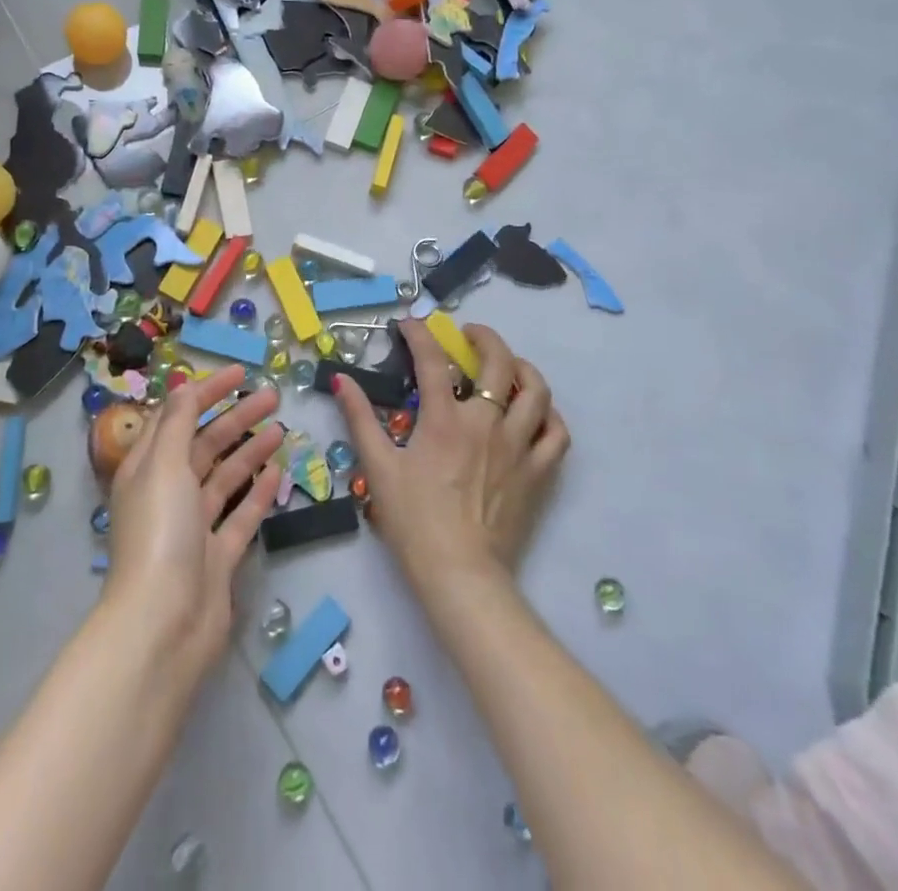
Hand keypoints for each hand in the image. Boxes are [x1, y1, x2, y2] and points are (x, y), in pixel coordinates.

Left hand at [103, 365, 284, 675]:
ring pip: (225, 477)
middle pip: (204, 444)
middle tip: (272, 395)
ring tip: (281, 427)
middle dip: (236, 417)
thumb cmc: (160, 534)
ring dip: (250, 450)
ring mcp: (193, 527)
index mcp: (148, 469)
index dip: (205, 392)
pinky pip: (240, 515)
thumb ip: (178, 422)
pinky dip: (258, 492)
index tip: (240, 373)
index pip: (176, 417)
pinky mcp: (216, 557)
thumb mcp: (164, 465)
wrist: (164, 626)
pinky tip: (278, 471)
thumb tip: (184, 384)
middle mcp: (168, 493)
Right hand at [332, 320, 568, 598]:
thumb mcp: (378, 467)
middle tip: (468, 334)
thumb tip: (340, 380)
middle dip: (484, 337)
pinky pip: (557, 434)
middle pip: (498, 361)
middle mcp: (486, 423)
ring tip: (509, 365)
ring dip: (523, 368)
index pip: (433, 360)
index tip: (409, 324)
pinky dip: (549, 415)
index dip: (420, 334)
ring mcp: (518, 446)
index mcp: (444, 420)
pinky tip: (536, 412)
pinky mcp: (538, 473)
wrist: (460, 574)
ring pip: (536, 391)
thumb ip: (360, 418)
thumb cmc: (414, 521)